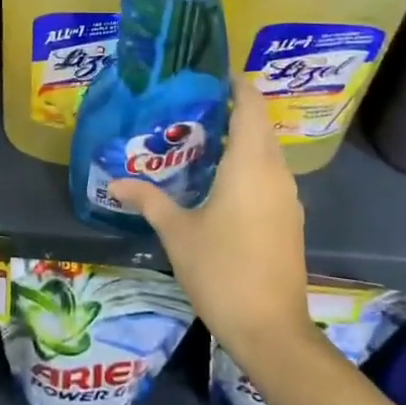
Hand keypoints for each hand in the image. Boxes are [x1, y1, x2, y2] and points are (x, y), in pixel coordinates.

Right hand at [111, 74, 312, 364]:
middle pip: (260, 125)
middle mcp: (275, 173)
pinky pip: (271, 174)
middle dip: (233, 109)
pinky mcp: (290, 219)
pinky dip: (250, 163)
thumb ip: (148, 201)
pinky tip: (221, 180)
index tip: (211, 74)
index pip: (250, 106)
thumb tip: (115, 183)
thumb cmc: (221, 271)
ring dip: (242, 138)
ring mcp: (288, 198)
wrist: (271, 330)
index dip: (236, 84)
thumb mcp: (177, 233)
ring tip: (202, 138)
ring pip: (268, 151)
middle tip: (193, 106)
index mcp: (249, 165)